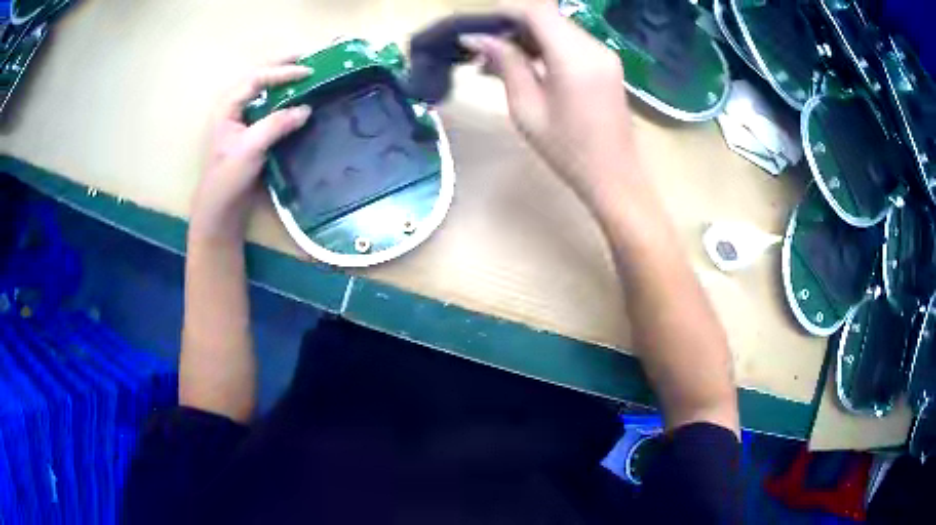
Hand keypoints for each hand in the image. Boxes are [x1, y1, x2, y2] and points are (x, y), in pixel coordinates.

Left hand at [191, 57, 312, 240]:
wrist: (219, 210)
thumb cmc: (227, 178)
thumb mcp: (250, 148)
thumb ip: (277, 124)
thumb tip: (306, 109)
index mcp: (227, 107)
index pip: (256, 78)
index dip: (282, 72)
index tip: (309, 71)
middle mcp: (232, 108)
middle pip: (257, 78)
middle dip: (281, 67)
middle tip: (307, 59)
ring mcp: (240, 121)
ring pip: (262, 92)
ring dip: (282, 82)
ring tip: (304, 75)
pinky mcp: (248, 135)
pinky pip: (267, 109)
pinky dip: (282, 101)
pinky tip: (296, 102)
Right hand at [460, 2, 637, 208]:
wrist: (614, 176)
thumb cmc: (567, 151)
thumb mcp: (527, 108)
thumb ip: (506, 65)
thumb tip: (478, 38)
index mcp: (574, 57)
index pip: (536, 10)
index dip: (505, 12)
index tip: (480, 29)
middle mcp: (594, 47)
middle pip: (547, 16)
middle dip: (512, 25)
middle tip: (484, 50)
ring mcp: (604, 53)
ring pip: (557, 26)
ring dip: (526, 36)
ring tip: (498, 62)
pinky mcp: (606, 63)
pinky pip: (570, 41)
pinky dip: (544, 46)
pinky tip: (525, 65)